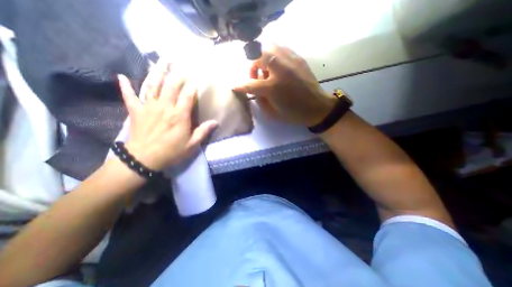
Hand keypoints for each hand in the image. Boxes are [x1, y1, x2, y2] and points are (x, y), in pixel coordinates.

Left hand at [118, 61, 216, 170]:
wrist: (144, 159)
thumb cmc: (171, 152)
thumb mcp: (192, 145)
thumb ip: (203, 131)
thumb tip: (216, 122)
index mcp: (179, 116)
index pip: (188, 96)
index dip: (192, 85)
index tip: (196, 77)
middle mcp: (164, 107)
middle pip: (171, 86)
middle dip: (176, 73)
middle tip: (180, 61)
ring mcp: (148, 107)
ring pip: (151, 85)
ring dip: (156, 72)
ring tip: (160, 60)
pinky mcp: (136, 111)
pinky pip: (129, 96)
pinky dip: (125, 86)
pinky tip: (122, 76)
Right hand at [233, 43, 336, 126]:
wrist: (317, 107)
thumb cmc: (294, 113)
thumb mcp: (273, 113)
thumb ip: (260, 101)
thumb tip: (254, 91)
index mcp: (273, 87)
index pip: (250, 84)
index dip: (240, 85)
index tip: (234, 86)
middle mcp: (280, 70)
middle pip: (258, 56)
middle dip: (253, 65)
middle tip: (256, 76)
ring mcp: (290, 62)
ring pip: (270, 47)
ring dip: (263, 58)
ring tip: (267, 70)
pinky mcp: (298, 59)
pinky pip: (282, 49)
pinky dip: (275, 55)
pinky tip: (277, 67)